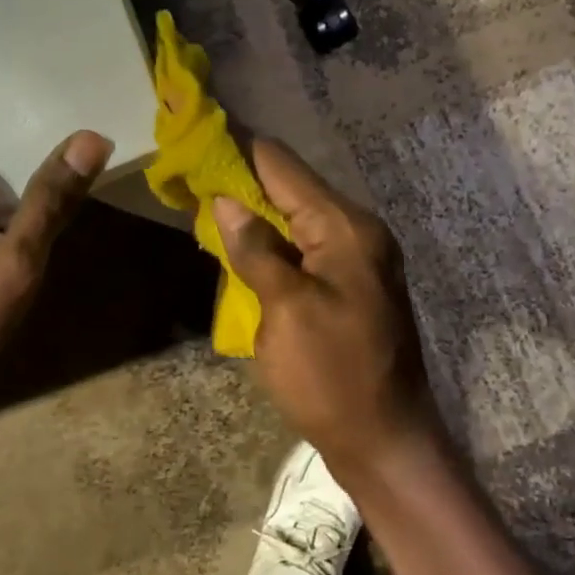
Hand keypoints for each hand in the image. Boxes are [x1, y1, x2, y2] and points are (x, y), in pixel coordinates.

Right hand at [212, 138, 441, 478]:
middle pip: (290, 188)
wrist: (385, 440)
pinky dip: (270, 240)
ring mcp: (355, 259)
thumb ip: (256, 250)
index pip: (283, 167)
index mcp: (345, 228)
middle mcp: (355, 232)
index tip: (195, 134)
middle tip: (188, 174)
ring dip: (253, 211)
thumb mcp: (287, 311)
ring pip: (294, 218)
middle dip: (241, 180)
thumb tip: (226, 200)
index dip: (238, 149)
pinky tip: (238, 243)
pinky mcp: (348, 284)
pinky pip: (303, 246)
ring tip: (203, 201)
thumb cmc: (333, 376)